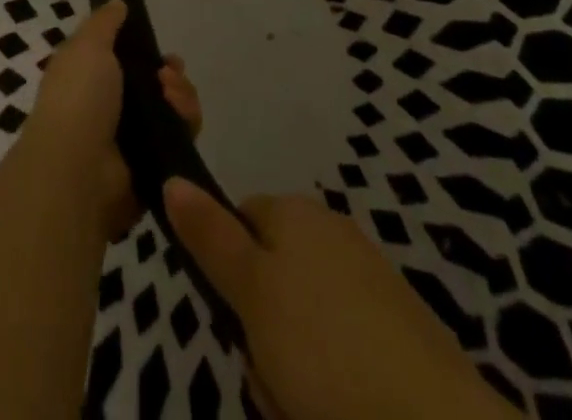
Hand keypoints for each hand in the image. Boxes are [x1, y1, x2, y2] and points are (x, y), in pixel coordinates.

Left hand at [24, 0, 202, 240]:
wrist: (79, 170)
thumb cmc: (78, 97)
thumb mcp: (88, 45)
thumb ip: (105, 22)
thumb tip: (118, 2)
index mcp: (91, 78)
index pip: (126, 60)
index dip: (145, 50)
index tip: (157, 46)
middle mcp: (112, 108)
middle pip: (156, 84)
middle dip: (171, 74)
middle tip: (168, 74)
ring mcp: (134, 138)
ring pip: (173, 108)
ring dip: (181, 94)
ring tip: (170, 94)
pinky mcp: (155, 164)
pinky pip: (181, 137)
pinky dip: (185, 121)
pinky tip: (178, 114)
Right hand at [164, 181, 518, 419]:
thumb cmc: (326, 350)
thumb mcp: (251, 291)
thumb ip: (210, 236)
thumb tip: (172, 176)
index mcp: (296, 213)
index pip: (239, 219)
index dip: (227, 269)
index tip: (232, 317)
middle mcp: (332, 235)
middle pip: (269, 280)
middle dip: (260, 334)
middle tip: (269, 374)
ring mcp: (370, 285)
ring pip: (301, 326)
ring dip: (292, 372)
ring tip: (303, 410)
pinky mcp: (399, 338)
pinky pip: (341, 356)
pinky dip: (332, 389)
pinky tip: (337, 415)